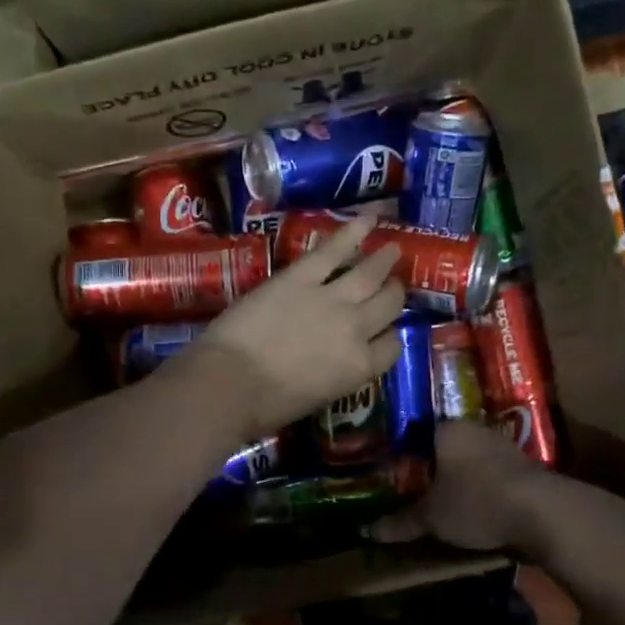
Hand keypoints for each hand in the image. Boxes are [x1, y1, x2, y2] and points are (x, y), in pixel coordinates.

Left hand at [186, 215, 405, 439]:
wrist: (230, 383)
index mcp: (359, 368)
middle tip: (394, 284)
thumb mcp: (315, 398)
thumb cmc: (266, 406)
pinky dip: (353, 232)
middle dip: (394, 293)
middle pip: (388, 305)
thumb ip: (334, 374)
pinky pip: (333, 250)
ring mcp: (331, 299)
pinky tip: (368, 218)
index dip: (391, 335)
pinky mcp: (301, 277)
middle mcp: (356, 330)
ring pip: (369, 274)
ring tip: (393, 248)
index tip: (385, 329)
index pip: (392, 346)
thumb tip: (331, 361)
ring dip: (384, 260)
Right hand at [370, 420, 544, 551]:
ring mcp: (503, 445)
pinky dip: (481, 487)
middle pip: (444, 445)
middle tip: (412, 487)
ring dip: (459, 477)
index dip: (401, 452)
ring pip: (470, 459)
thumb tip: (369, 531)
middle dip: (430, 466)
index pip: (415, 432)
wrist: (542, 512)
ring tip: (442, 499)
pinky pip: (492, 473)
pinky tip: (475, 506)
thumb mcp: (432, 517)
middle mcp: (474, 429)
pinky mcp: (525, 467)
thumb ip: (402, 522)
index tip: (390, 470)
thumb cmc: (475, 501)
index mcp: (446, 429)